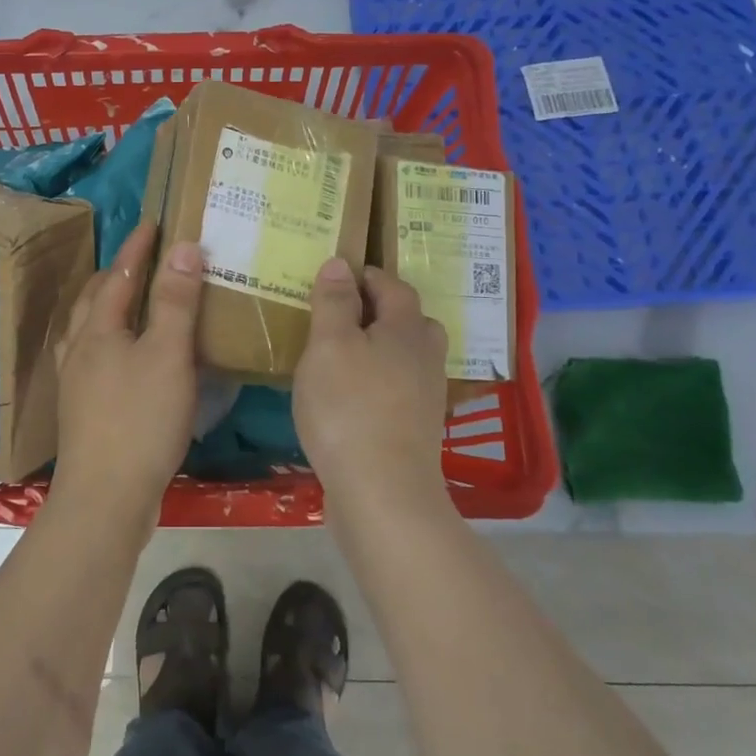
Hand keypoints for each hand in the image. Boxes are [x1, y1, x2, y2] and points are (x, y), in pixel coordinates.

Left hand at [52, 223, 204, 518]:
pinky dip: (108, 341)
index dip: (138, 247)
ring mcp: (76, 381)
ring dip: (108, 307)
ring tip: (131, 304)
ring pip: (88, 329)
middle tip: (143, 261)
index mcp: (99, 328)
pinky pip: (92, 357)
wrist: (104, 497)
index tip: (154, 223)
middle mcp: (80, 348)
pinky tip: (123, 359)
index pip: (120, 274)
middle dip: (117, 274)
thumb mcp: (168, 355)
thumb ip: (176, 301)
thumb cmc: (139, 419)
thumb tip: (184, 247)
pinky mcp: (82, 410)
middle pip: (95, 299)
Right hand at [293, 258, 450, 518]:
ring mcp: (426, 397)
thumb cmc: (349, 407)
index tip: (336, 278)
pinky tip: (352, 396)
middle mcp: (425, 357)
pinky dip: (379, 381)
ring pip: (407, 356)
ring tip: (343, 355)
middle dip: (380, 311)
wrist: (382, 492)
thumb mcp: (329, 345)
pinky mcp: (417, 430)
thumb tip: (340, 263)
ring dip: (380, 348)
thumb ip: (334, 302)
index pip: (393, 286)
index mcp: (406, 329)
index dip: (366, 276)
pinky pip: (399, 388)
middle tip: (341, 315)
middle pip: (410, 320)